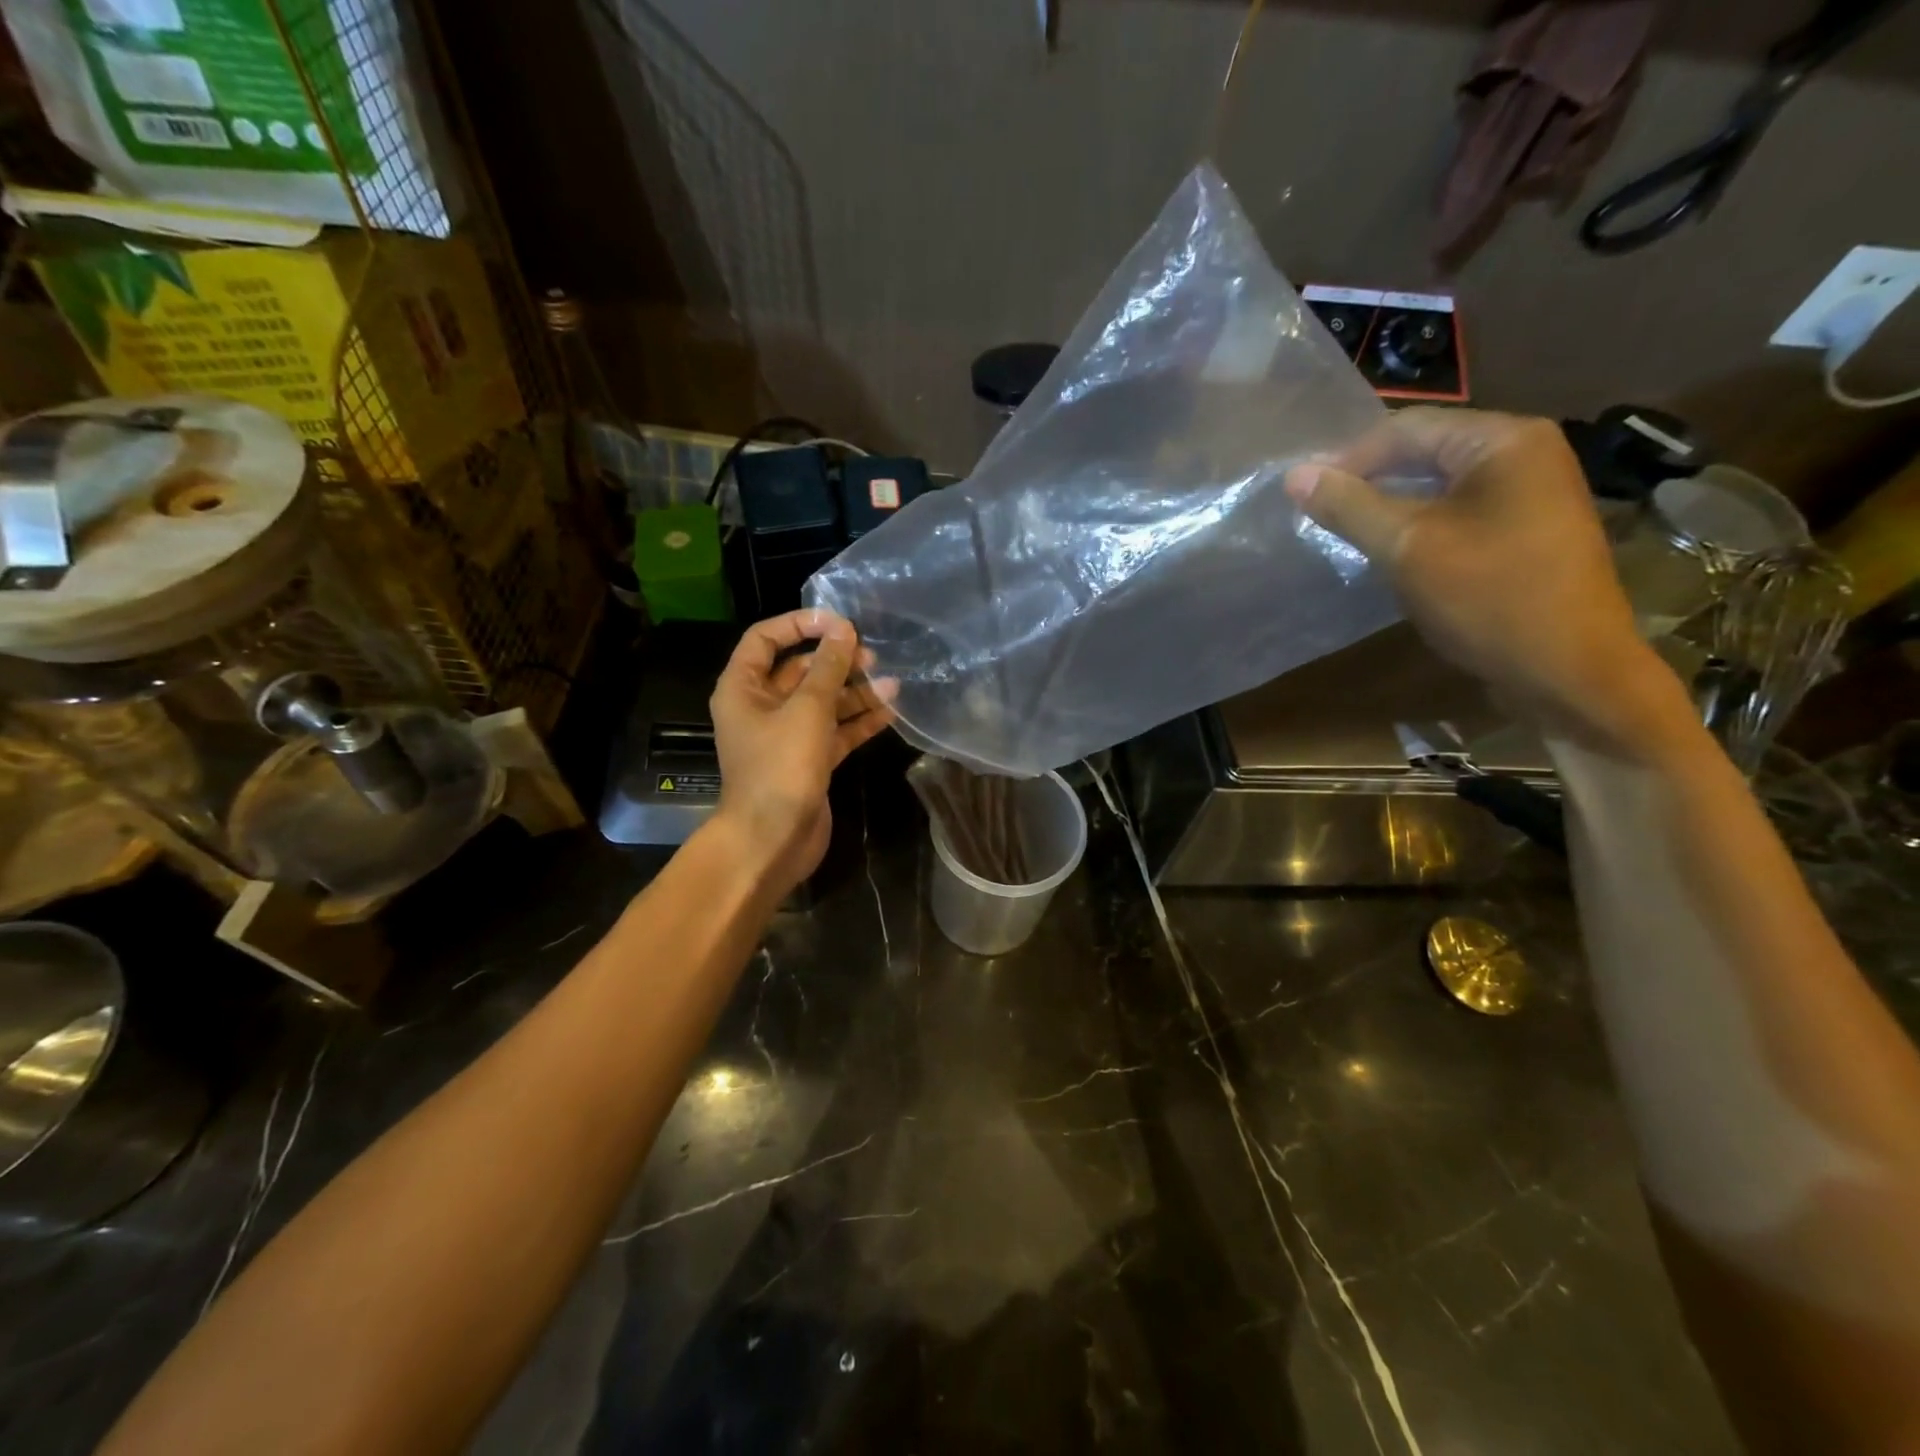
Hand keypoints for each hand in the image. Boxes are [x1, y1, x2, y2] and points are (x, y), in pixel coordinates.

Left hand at [708, 608, 896, 893]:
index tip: (839, 622)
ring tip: (892, 683)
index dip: (800, 624)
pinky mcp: (809, 761)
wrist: (773, 840)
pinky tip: (891, 711)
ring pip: (823, 703)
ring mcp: (786, 736)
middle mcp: (762, 708)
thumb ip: (828, 668)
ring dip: (855, 692)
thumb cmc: (781, 768)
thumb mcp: (807, 710)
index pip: (765, 639)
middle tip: (873, 656)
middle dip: (836, 661)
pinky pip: (835, 732)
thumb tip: (843, 629)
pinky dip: (858, 722)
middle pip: (800, 671)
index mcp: (743, 688)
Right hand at [1285, 407, 1693, 753]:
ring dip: (1388, 505)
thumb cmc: (1489, 598)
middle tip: (1316, 513)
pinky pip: (1457, 512)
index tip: (1301, 494)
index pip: (1407, 428)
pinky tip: (1389, 551)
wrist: (1569, 672)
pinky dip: (1417, 525)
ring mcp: (1531, 493)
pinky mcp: (1525, 531)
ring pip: (1438, 485)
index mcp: (1505, 440)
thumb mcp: (1407, 547)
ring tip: (1343, 532)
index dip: (1347, 458)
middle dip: (1368, 480)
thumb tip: (1296, 475)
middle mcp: (1525, 453)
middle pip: (1426, 451)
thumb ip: (1349, 506)